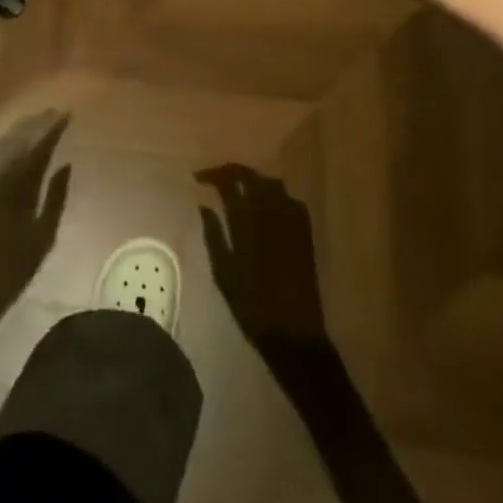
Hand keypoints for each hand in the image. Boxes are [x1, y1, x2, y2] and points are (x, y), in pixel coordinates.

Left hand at [0, 112, 70, 330]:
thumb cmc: (14, 269)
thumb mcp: (44, 237)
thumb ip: (56, 198)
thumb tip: (65, 164)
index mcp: (18, 188)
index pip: (38, 148)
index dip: (53, 129)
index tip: (67, 115)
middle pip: (20, 140)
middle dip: (37, 123)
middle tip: (54, 111)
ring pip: (4, 144)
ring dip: (21, 129)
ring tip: (37, 119)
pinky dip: (5, 143)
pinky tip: (13, 138)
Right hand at [197, 166, 328, 362]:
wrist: (294, 331)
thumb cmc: (252, 305)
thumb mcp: (223, 273)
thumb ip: (213, 235)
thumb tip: (204, 205)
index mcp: (247, 221)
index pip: (228, 181)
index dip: (212, 175)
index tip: (198, 178)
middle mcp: (271, 211)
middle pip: (251, 175)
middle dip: (231, 172)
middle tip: (216, 179)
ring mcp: (291, 217)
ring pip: (270, 182)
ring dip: (253, 180)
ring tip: (239, 190)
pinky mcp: (304, 229)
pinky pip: (288, 198)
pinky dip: (273, 194)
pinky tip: (265, 207)